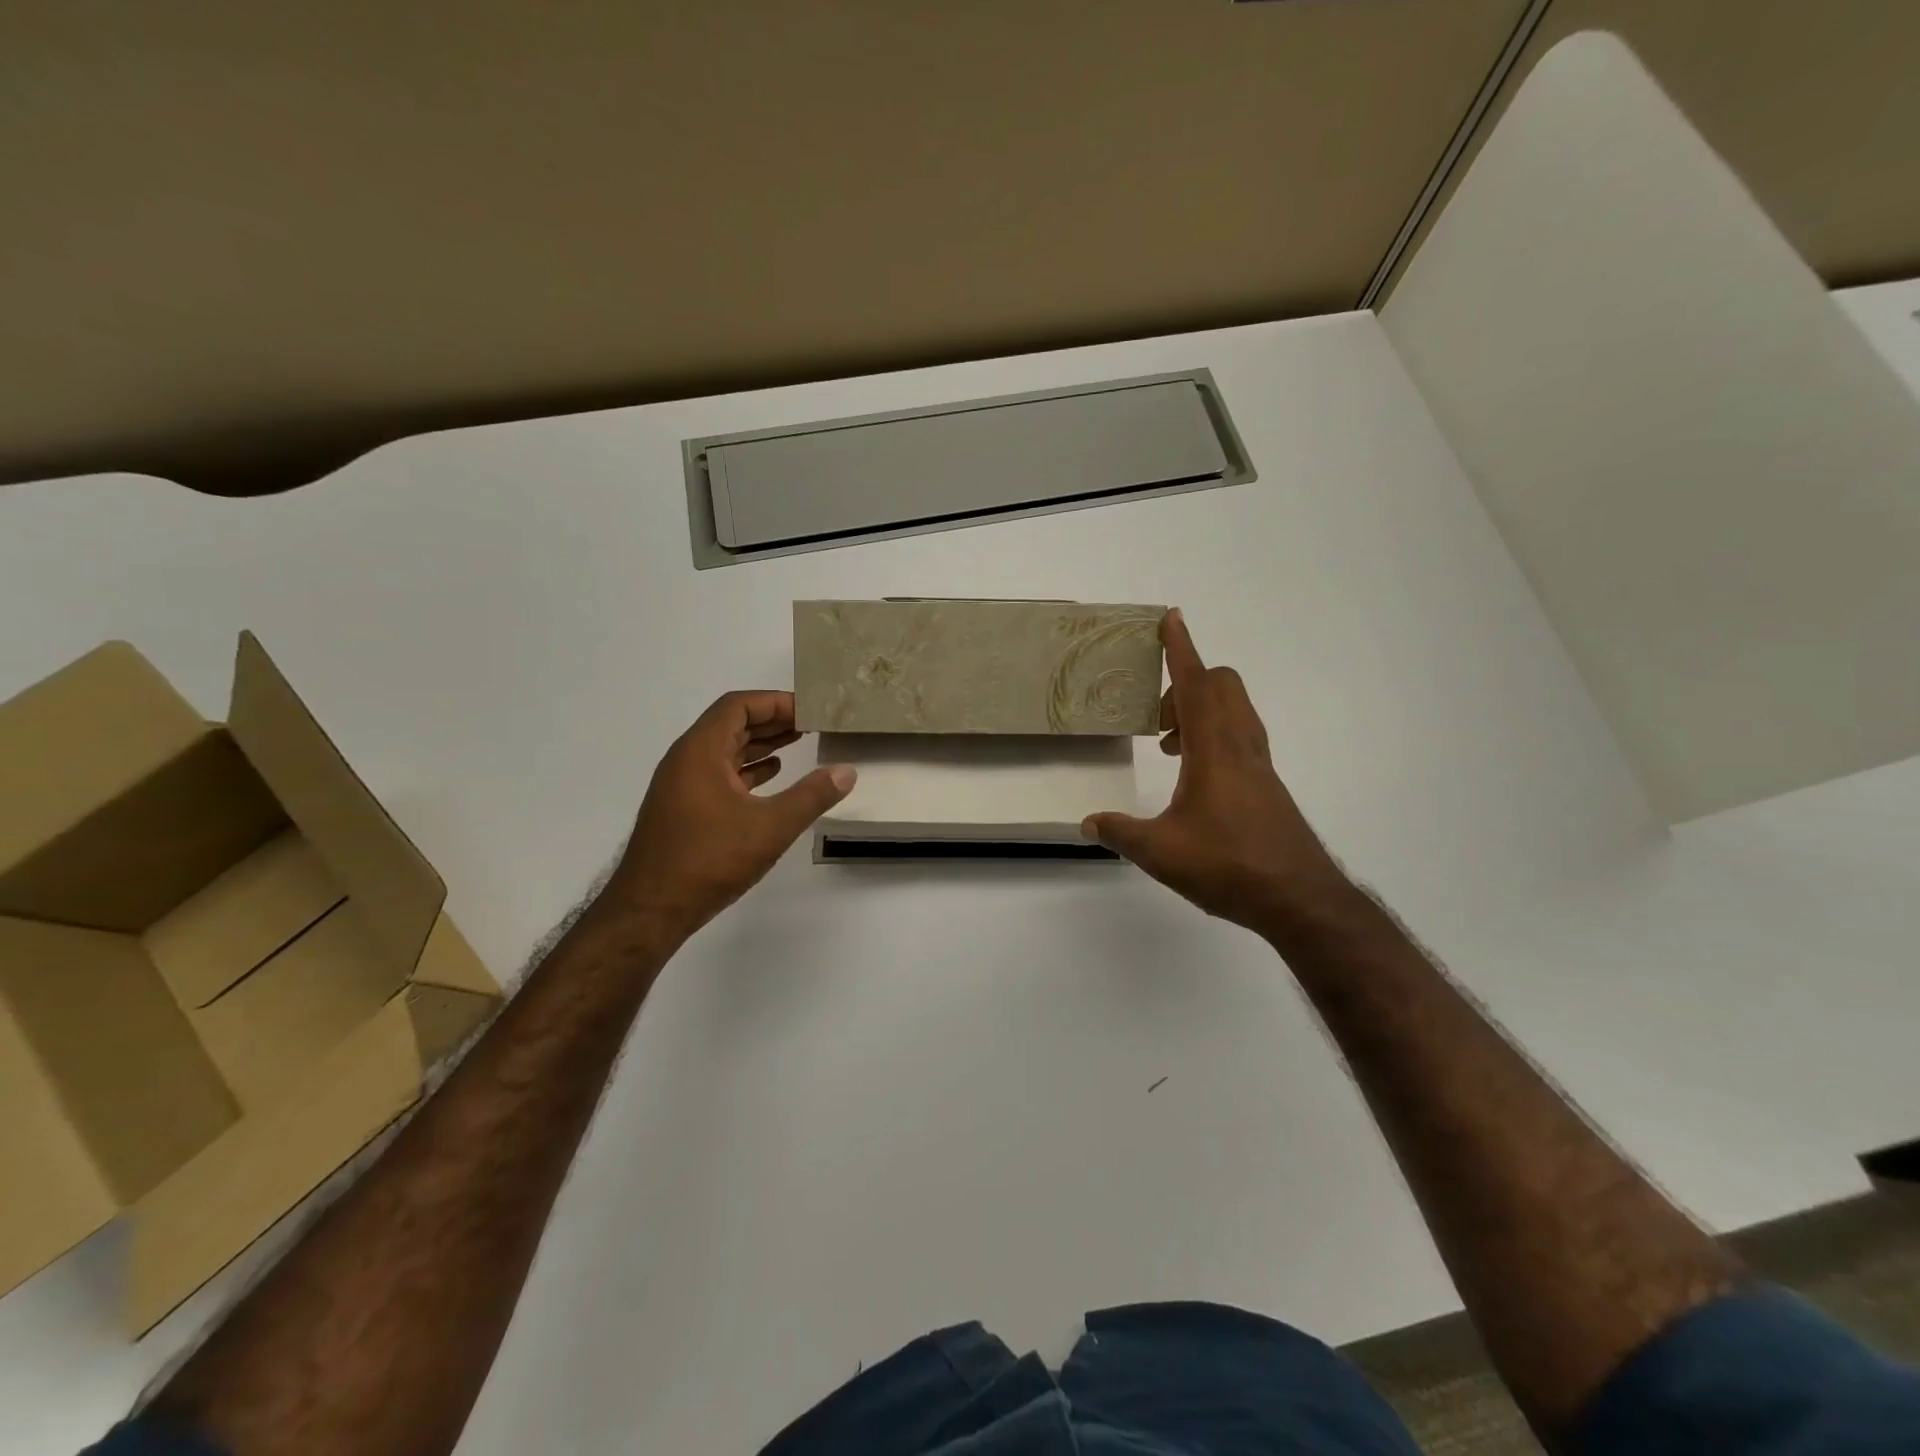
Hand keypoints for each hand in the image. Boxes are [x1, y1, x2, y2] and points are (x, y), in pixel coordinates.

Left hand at [600, 691, 854, 939]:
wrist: (649, 911)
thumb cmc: (708, 860)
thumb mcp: (771, 827)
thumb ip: (811, 796)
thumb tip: (846, 771)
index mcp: (700, 751)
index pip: (738, 706)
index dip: (775, 702)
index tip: (809, 710)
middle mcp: (686, 760)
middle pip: (731, 724)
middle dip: (772, 720)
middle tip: (812, 723)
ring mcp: (681, 785)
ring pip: (724, 750)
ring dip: (760, 744)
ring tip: (799, 743)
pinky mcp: (683, 809)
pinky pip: (718, 773)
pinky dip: (747, 769)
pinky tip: (772, 777)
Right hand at [1083, 610, 1350, 937]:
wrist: (1299, 899)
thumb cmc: (1229, 866)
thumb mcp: (1160, 852)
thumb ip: (1120, 833)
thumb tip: (1088, 823)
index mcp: (1215, 749)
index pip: (1194, 684)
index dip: (1179, 649)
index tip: (1171, 618)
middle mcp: (1241, 745)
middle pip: (1221, 685)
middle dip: (1184, 683)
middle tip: (1156, 720)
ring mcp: (1259, 764)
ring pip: (1233, 709)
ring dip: (1199, 710)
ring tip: (1169, 748)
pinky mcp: (1267, 783)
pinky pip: (1239, 735)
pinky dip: (1213, 734)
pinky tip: (1194, 777)